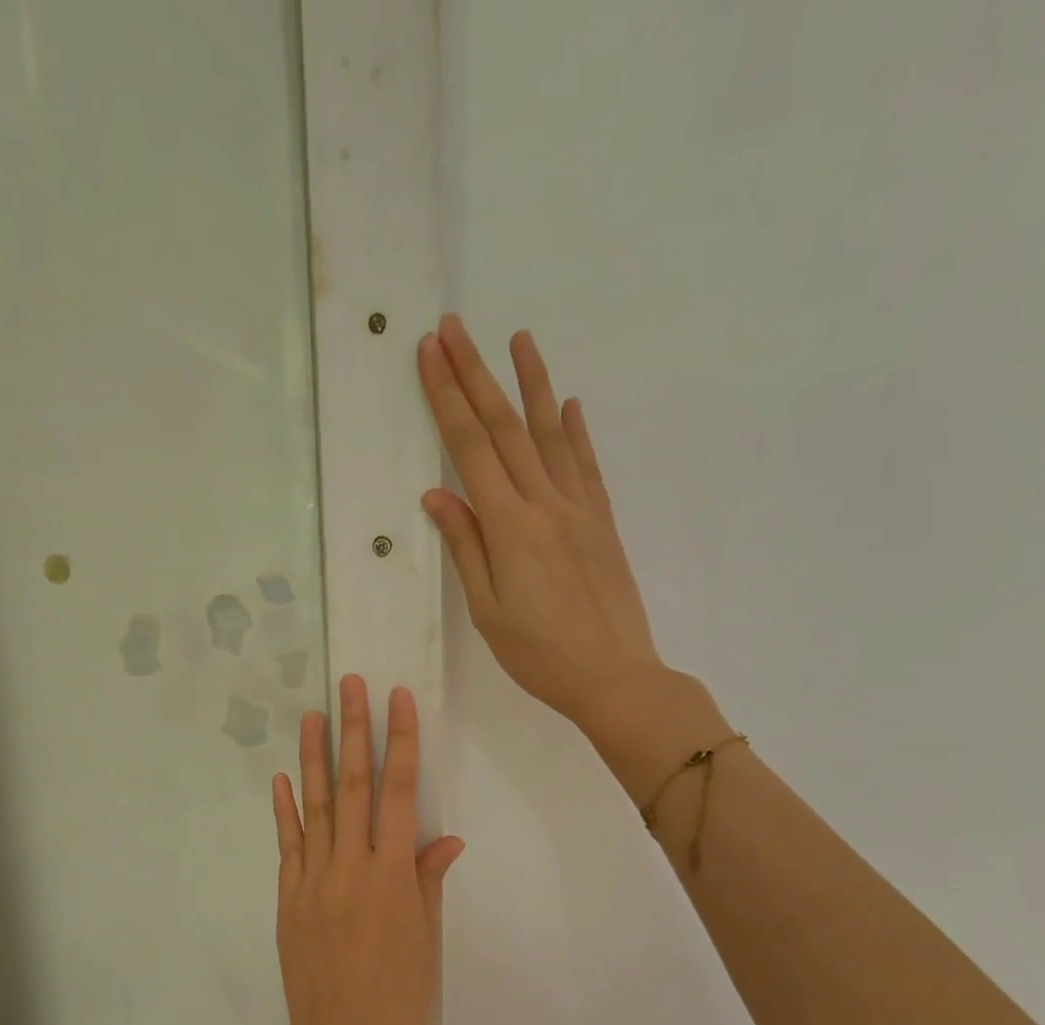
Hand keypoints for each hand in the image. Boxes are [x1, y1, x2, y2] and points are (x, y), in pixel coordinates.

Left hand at [266, 676, 463, 1024]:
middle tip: (349, 685)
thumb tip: (445, 839)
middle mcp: (350, 868)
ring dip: (312, 758)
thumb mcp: (426, 941)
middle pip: (352, 786)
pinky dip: (284, 810)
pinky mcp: (288, 899)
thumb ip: (428, 881)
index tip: (397, 700)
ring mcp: (313, 881)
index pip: (400, 794)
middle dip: (353, 731)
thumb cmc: (401, 1000)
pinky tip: (281, 778)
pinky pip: (287, 846)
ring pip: (313, 807)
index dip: (400, 743)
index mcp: (392, 876)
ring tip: (312, 715)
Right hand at [417, 315, 728, 799]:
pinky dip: (575, 431)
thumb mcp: (488, 611)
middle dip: (475, 374)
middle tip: (453, 328)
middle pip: (506, 427)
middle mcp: (546, 504)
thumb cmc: (540, 655)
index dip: (447, 398)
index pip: (471, 448)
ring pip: (551, 434)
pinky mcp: (602, 522)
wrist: (615, 676)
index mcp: (510, 527)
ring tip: (519, 339)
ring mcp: (580, 509)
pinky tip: (569, 405)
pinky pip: (586, 465)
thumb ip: (466, 548)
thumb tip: (437, 495)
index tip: (429, 354)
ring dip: (533, 383)